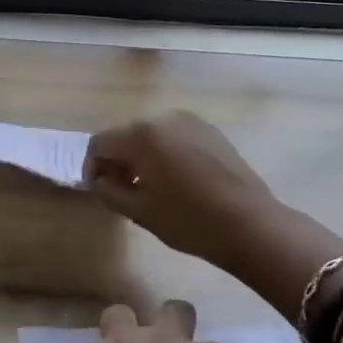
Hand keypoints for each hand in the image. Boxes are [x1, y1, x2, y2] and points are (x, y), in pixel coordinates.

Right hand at [84, 112, 278, 262]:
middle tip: (122, 192)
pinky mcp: (211, 132)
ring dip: (142, 157)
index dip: (92, 166)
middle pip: (126, 135)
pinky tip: (175, 181)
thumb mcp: (140, 212)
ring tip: (149, 188)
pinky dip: (165, 154)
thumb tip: (100, 180)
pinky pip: (175, 138)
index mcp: (142, 135)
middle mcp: (164, 118)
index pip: (100, 143)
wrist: (250, 224)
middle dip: (118, 161)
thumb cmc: (189, 220)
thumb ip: (109, 191)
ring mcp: (191, 122)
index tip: (99, 190)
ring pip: (152, 136)